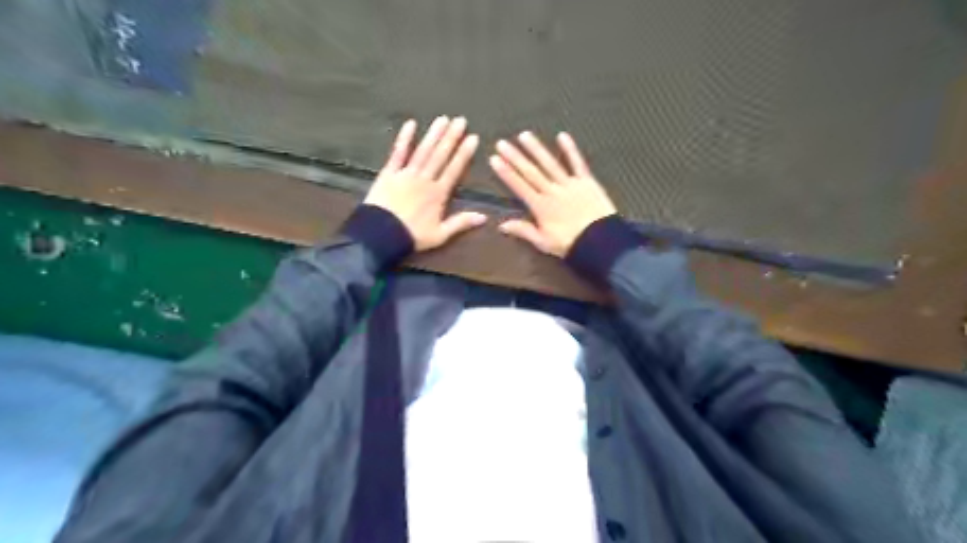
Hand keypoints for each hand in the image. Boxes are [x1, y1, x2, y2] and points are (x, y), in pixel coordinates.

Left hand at [365, 116, 487, 250]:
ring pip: (423, 151)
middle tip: (461, 120)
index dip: (464, 153)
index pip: (454, 169)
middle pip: (440, 155)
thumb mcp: (440, 234)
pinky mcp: (389, 173)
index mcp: (438, 194)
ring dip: (433, 135)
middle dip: (451, 137)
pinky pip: (398, 153)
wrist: (381, 235)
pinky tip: (410, 124)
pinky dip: (404, 138)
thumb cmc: (412, 235)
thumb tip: (484, 217)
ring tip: (443, 119)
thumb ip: (461, 223)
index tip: (473, 138)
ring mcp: (406, 174)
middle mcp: (425, 179)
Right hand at [493, 131, 618, 257]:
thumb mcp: (543, 242)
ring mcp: (570, 184)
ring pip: (550, 164)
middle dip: (515, 157)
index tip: (494, 159)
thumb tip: (501, 225)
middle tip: (502, 143)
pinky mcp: (587, 181)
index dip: (506, 172)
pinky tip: (562, 136)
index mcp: (541, 206)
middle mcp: (552, 191)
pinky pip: (577, 163)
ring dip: (537, 149)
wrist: (600, 241)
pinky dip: (570, 149)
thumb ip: (523, 230)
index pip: (519, 186)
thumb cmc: (570, 244)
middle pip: (531, 172)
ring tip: (524, 135)